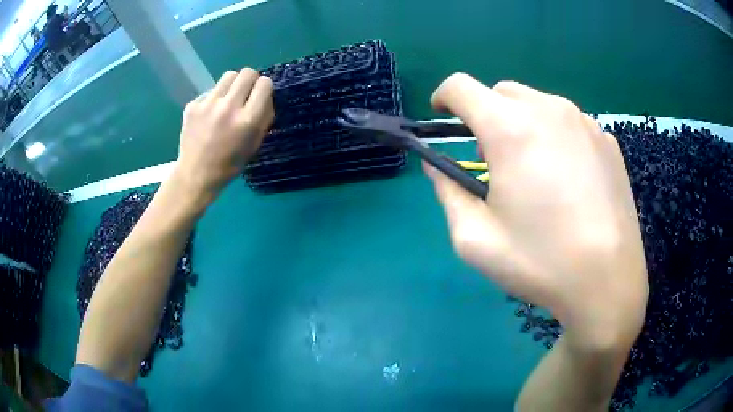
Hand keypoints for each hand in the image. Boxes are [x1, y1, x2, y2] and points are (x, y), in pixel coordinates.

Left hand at [174, 68, 273, 203]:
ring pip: (229, 75)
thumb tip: (265, 95)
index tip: (261, 96)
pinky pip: (211, 90)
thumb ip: (264, 117)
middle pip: (247, 72)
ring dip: (233, 85)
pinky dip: (214, 98)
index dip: (265, 88)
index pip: (265, 83)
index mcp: (248, 120)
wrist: (196, 174)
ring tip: (228, 101)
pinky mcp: (193, 105)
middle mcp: (229, 107)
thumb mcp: (255, 143)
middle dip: (251, 80)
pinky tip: (209, 114)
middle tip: (246, 93)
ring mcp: (208, 104)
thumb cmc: (230, 163)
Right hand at [426, 74, 647, 349]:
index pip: (461, 86)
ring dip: (522, 124)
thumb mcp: (475, 238)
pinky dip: (555, 136)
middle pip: (501, 92)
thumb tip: (437, 166)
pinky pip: (569, 123)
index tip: (444, 120)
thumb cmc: (540, 262)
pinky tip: (568, 179)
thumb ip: (447, 192)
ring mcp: (584, 122)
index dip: (444, 98)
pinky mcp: (607, 139)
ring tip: (533, 170)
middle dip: (485, 115)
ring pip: (537, 104)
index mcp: (510, 129)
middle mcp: (548, 110)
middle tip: (492, 159)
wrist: (608, 281)